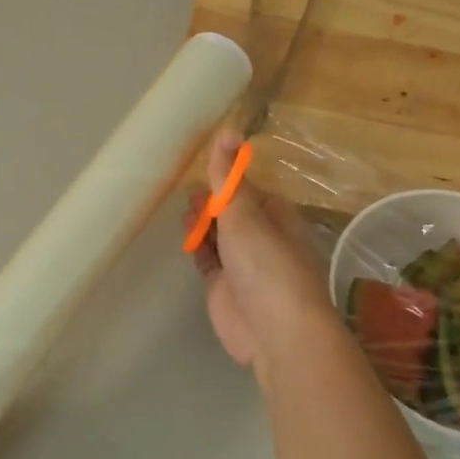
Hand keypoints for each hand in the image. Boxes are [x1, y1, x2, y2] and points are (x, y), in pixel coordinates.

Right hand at [186, 131, 338, 373]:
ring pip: (217, 236)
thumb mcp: (244, 212)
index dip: (225, 181)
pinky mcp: (223, 286)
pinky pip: (207, 259)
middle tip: (189, 197)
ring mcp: (241, 264)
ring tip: (184, 216)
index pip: (247, 189)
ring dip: (201, 224)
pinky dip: (197, 247)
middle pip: (230, 212)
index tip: (202, 172)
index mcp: (275, 215)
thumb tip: (227, 128)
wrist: (274, 330)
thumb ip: (228, 175)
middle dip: (210, 203)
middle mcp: (260, 237)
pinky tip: (186, 239)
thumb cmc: (266, 264)